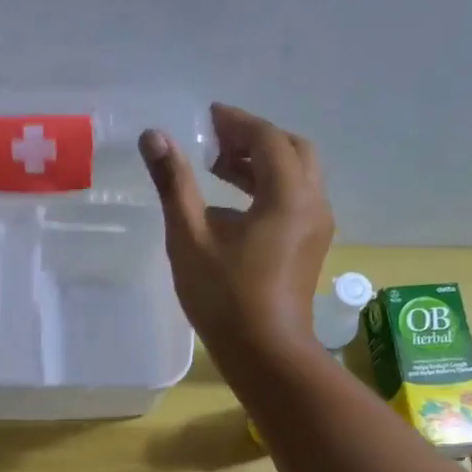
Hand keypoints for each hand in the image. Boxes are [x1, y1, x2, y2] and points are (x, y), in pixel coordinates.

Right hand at [139, 104, 333, 355]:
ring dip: (263, 165)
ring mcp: (316, 227)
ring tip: (220, 171)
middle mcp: (312, 202)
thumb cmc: (226, 297)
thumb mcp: (191, 238)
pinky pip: (296, 200)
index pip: (266, 138)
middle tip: (216, 144)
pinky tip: (236, 209)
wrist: (266, 353)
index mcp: (288, 194)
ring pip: (297, 176)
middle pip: (291, 150)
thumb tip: (155, 136)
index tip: (207, 117)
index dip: (236, 122)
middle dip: (254, 139)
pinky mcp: (311, 247)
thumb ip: (174, 184)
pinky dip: (270, 189)